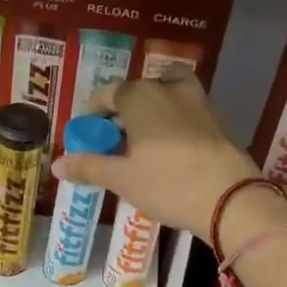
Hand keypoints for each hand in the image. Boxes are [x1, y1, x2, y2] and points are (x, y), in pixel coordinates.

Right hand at [50, 74, 286, 249]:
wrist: (229, 198)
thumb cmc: (167, 183)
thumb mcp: (121, 179)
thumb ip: (88, 167)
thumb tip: (56, 164)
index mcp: (139, 96)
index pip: (107, 93)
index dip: (92, 112)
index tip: (86, 134)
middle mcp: (168, 89)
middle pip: (138, 91)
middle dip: (122, 111)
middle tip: (114, 140)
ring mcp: (197, 102)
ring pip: (168, 94)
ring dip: (152, 110)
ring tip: (144, 140)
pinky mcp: (217, 120)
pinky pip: (187, 111)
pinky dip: (174, 122)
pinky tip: (170, 151)